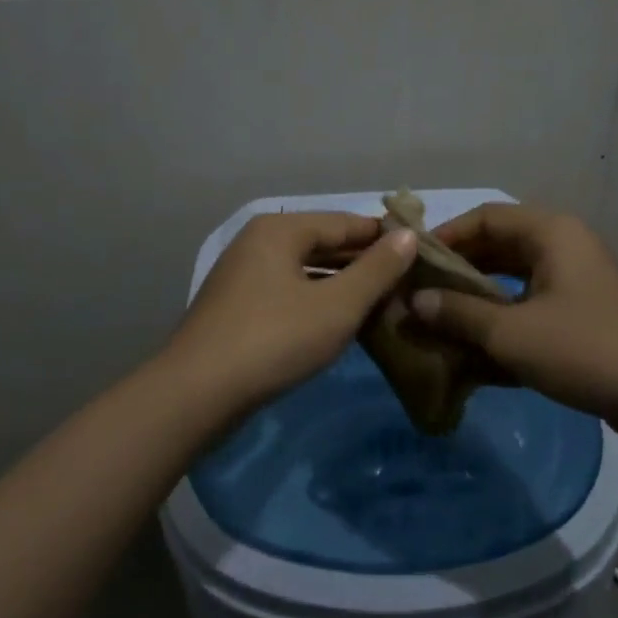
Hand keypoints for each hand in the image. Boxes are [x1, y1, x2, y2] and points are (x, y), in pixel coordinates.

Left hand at [164, 212, 417, 410]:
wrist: (195, 394)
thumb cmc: (274, 340)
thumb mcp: (336, 306)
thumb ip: (376, 270)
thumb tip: (409, 235)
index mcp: (280, 230)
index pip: (345, 222)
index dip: (385, 237)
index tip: (422, 252)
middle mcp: (259, 242)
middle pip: (323, 244)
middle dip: (364, 263)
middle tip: (408, 282)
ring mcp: (243, 275)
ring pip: (306, 270)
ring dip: (342, 284)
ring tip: (383, 302)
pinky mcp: (237, 307)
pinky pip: (289, 292)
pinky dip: (317, 301)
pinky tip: (340, 321)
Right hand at [411, 202, 617, 430]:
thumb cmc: (585, 350)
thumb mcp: (512, 333)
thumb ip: (458, 314)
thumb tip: (412, 302)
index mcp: (549, 232)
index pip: (484, 217)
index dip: (445, 237)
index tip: (413, 264)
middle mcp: (561, 245)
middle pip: (496, 246)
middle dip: (457, 271)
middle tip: (419, 295)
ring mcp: (573, 280)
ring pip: (511, 278)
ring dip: (476, 298)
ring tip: (438, 320)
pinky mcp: (579, 312)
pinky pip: (528, 304)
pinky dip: (500, 319)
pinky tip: (472, 347)